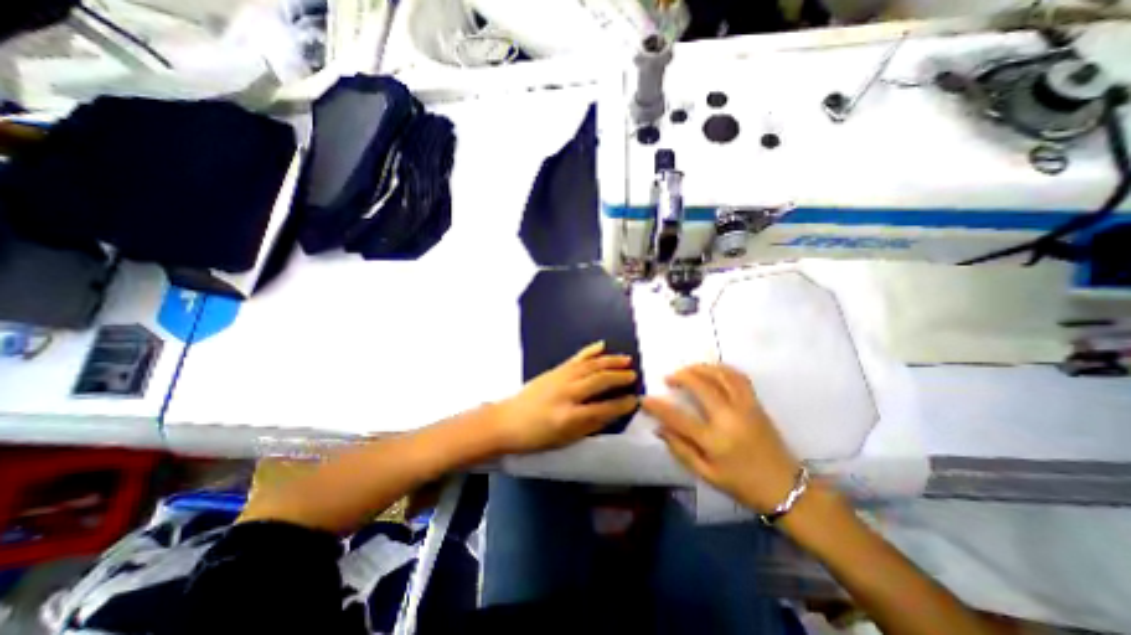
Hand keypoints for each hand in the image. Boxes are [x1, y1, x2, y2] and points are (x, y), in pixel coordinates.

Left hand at [491, 342, 638, 455]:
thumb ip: (590, 425)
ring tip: (626, 359)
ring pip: (590, 365)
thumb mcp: (565, 439)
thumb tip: (613, 413)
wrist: (507, 421)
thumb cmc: (536, 436)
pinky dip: (590, 351)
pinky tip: (601, 345)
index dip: (622, 404)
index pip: (604, 408)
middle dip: (619, 377)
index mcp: (569, 416)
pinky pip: (576, 358)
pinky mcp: (554, 370)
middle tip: (634, 375)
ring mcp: (560, 378)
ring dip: (610, 361)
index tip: (635, 399)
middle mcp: (566, 393)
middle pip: (599, 381)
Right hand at [639, 364, 798, 513]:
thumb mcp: (707, 474)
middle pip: (700, 385)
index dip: (658, 406)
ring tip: (687, 371)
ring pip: (721, 375)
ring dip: (700, 368)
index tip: (645, 399)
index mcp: (715, 440)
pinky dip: (721, 369)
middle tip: (668, 378)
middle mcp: (729, 418)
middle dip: (680, 376)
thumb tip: (659, 428)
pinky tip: (711, 370)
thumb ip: (680, 450)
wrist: (787, 488)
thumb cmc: (742, 485)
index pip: (678, 417)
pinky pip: (738, 377)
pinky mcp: (756, 403)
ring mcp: (745, 407)